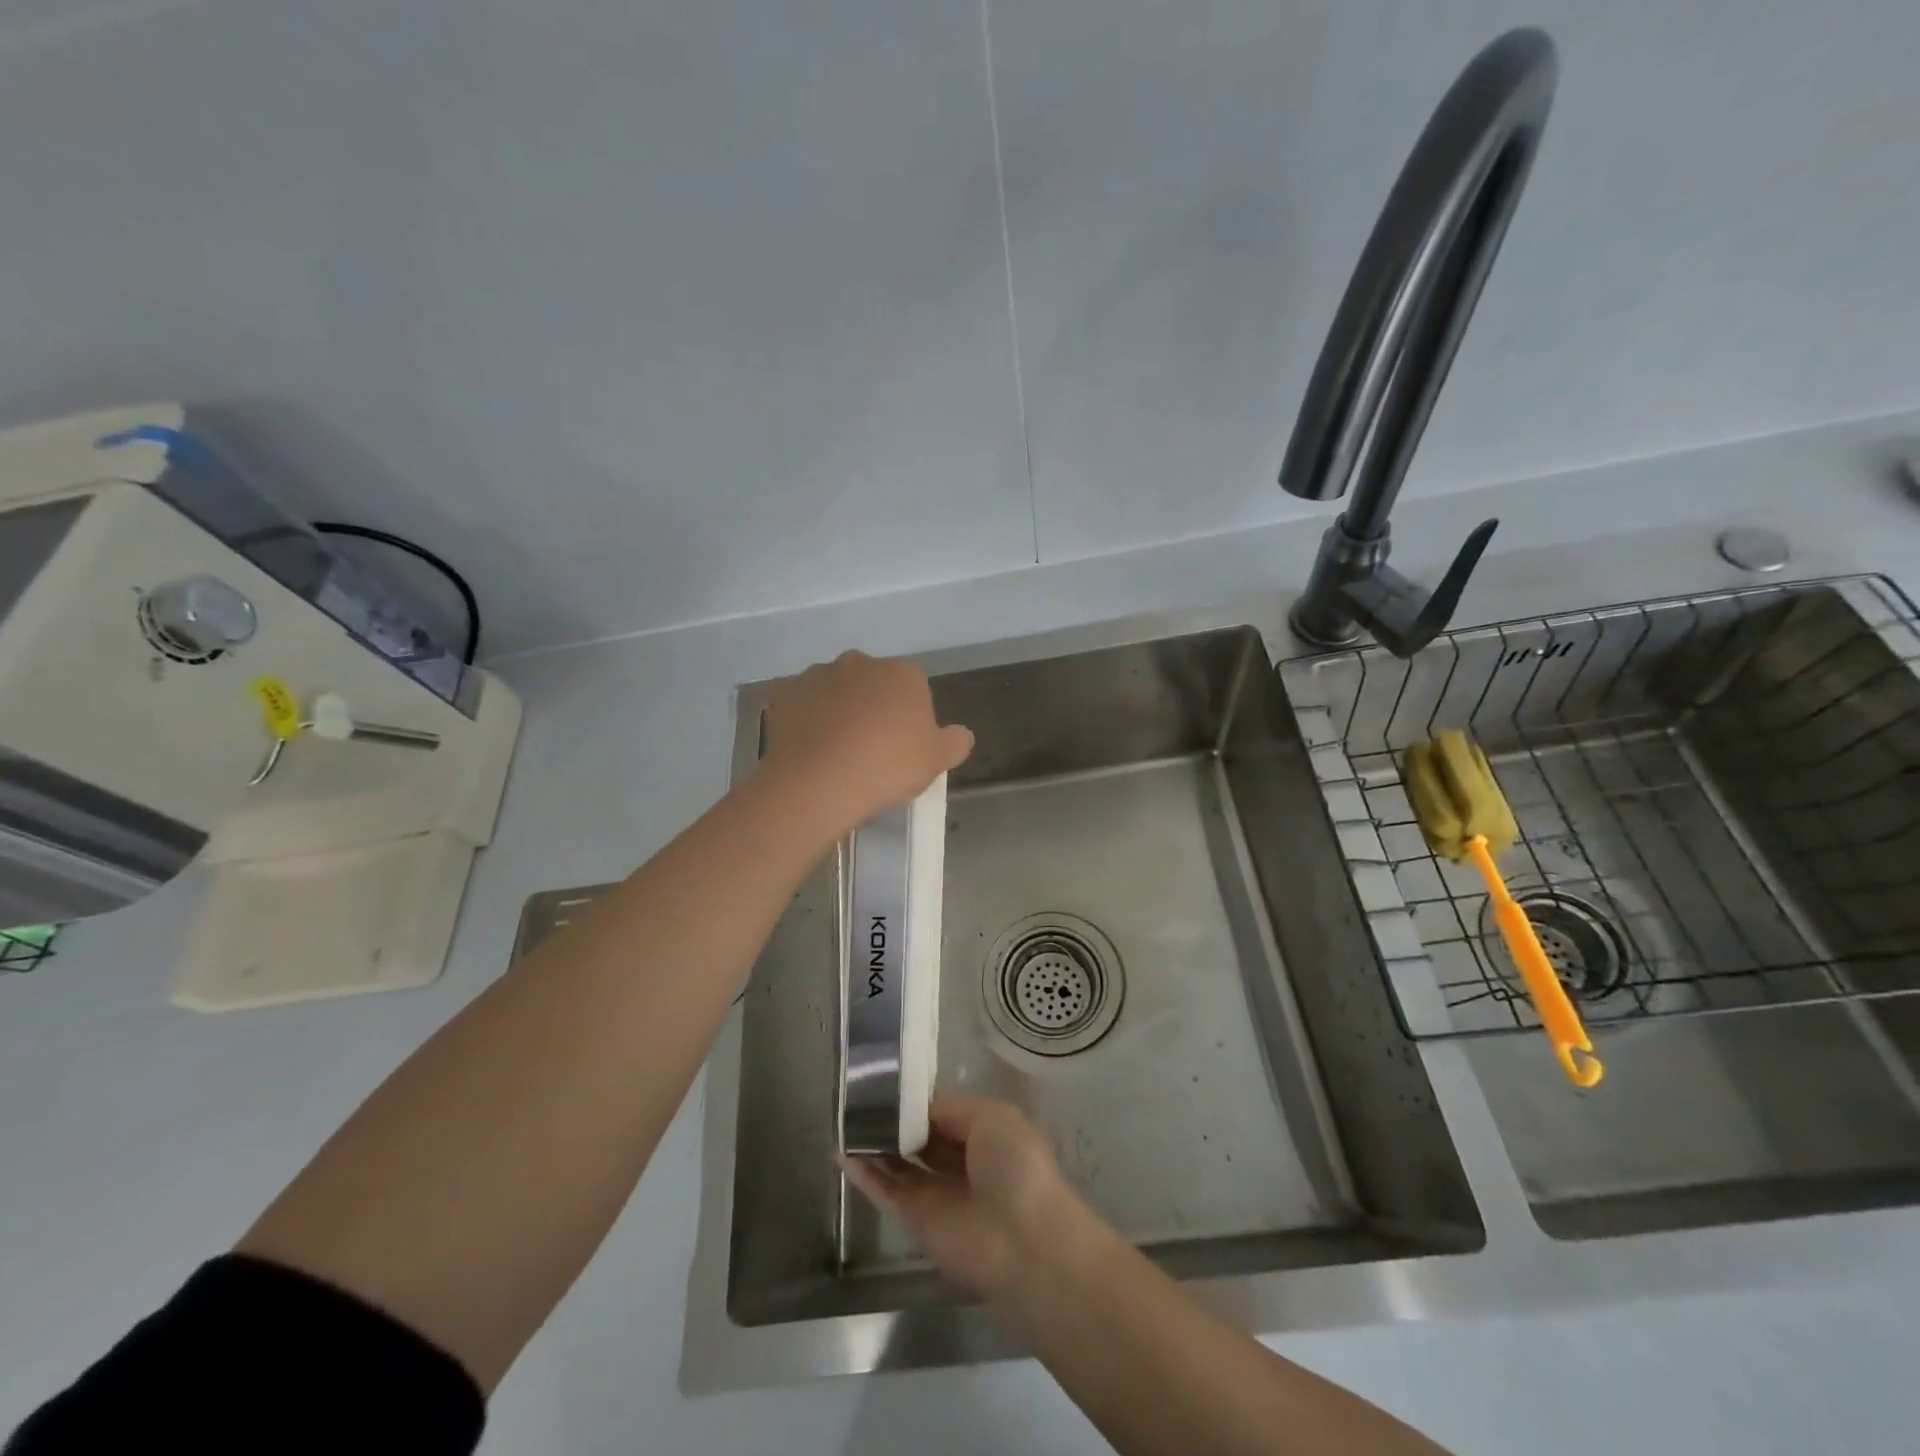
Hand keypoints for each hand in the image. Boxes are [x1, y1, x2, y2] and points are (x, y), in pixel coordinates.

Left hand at [763, 650, 972, 835]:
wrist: (818, 782)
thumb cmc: (887, 766)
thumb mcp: (936, 761)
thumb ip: (955, 742)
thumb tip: (961, 734)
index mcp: (902, 672)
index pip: (913, 688)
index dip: (909, 717)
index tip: (902, 748)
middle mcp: (859, 662)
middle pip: (872, 683)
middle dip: (872, 707)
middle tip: (870, 749)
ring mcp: (817, 674)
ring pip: (834, 690)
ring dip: (837, 710)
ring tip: (835, 752)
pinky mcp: (783, 693)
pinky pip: (799, 702)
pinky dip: (803, 717)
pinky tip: (807, 746)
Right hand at [841, 1095, 1074, 1299]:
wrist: (1023, 1239)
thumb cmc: (1015, 1165)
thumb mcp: (992, 1117)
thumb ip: (951, 1110)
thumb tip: (918, 1108)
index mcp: (985, 1134)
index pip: (942, 1112)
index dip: (917, 1101)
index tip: (887, 1083)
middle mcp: (960, 1162)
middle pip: (919, 1138)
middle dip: (894, 1121)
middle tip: (858, 1099)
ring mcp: (937, 1193)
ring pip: (898, 1164)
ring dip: (874, 1145)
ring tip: (844, 1121)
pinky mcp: (917, 1221)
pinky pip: (886, 1191)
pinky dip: (864, 1174)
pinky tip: (841, 1152)